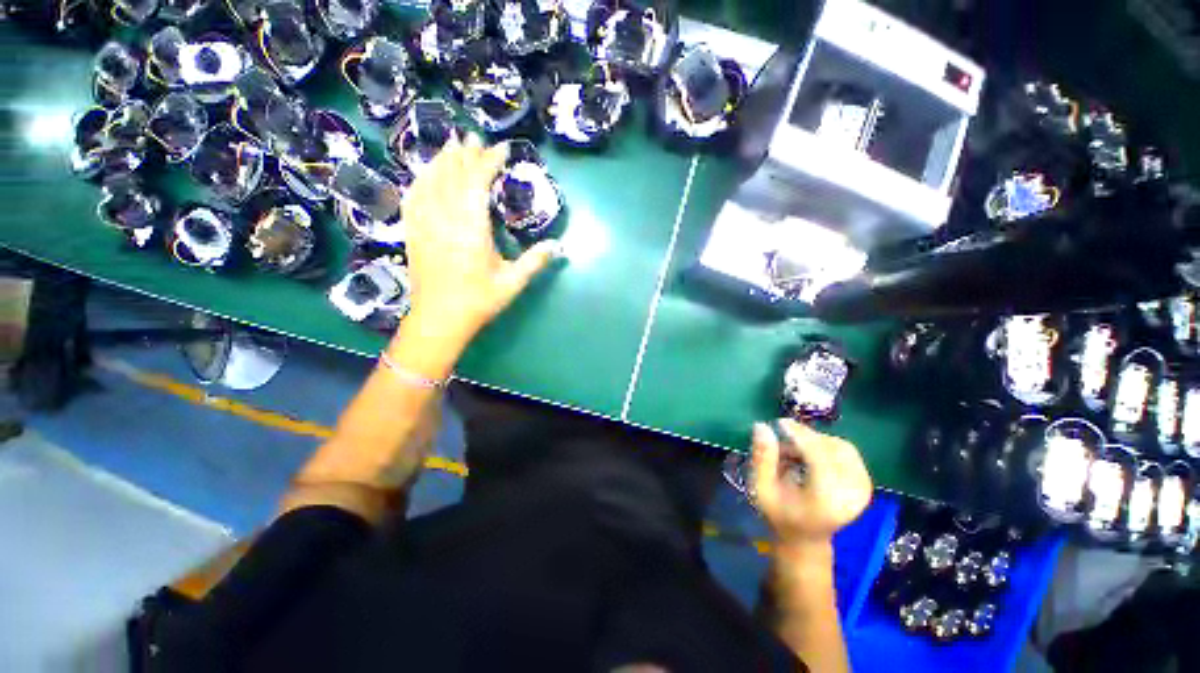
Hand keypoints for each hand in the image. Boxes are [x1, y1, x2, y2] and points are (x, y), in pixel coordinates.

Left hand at [401, 135, 561, 344]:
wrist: (440, 319)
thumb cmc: (479, 301)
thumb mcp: (512, 283)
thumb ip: (535, 261)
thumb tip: (558, 245)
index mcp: (471, 230)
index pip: (476, 184)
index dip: (488, 163)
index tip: (500, 151)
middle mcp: (445, 220)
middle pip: (453, 176)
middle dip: (465, 155)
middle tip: (474, 138)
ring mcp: (425, 224)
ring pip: (430, 182)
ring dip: (442, 161)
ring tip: (451, 145)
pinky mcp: (413, 231)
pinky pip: (413, 197)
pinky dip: (421, 180)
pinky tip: (426, 174)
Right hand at [751, 420, 871, 547]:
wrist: (806, 540)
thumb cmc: (780, 515)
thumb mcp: (762, 489)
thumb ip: (762, 458)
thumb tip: (762, 426)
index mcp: (826, 501)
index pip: (819, 458)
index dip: (800, 435)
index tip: (779, 422)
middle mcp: (852, 495)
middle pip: (832, 449)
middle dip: (805, 438)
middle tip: (782, 440)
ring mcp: (863, 489)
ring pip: (840, 447)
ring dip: (815, 441)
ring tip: (794, 452)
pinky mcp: (865, 483)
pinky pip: (846, 452)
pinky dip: (825, 446)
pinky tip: (808, 456)